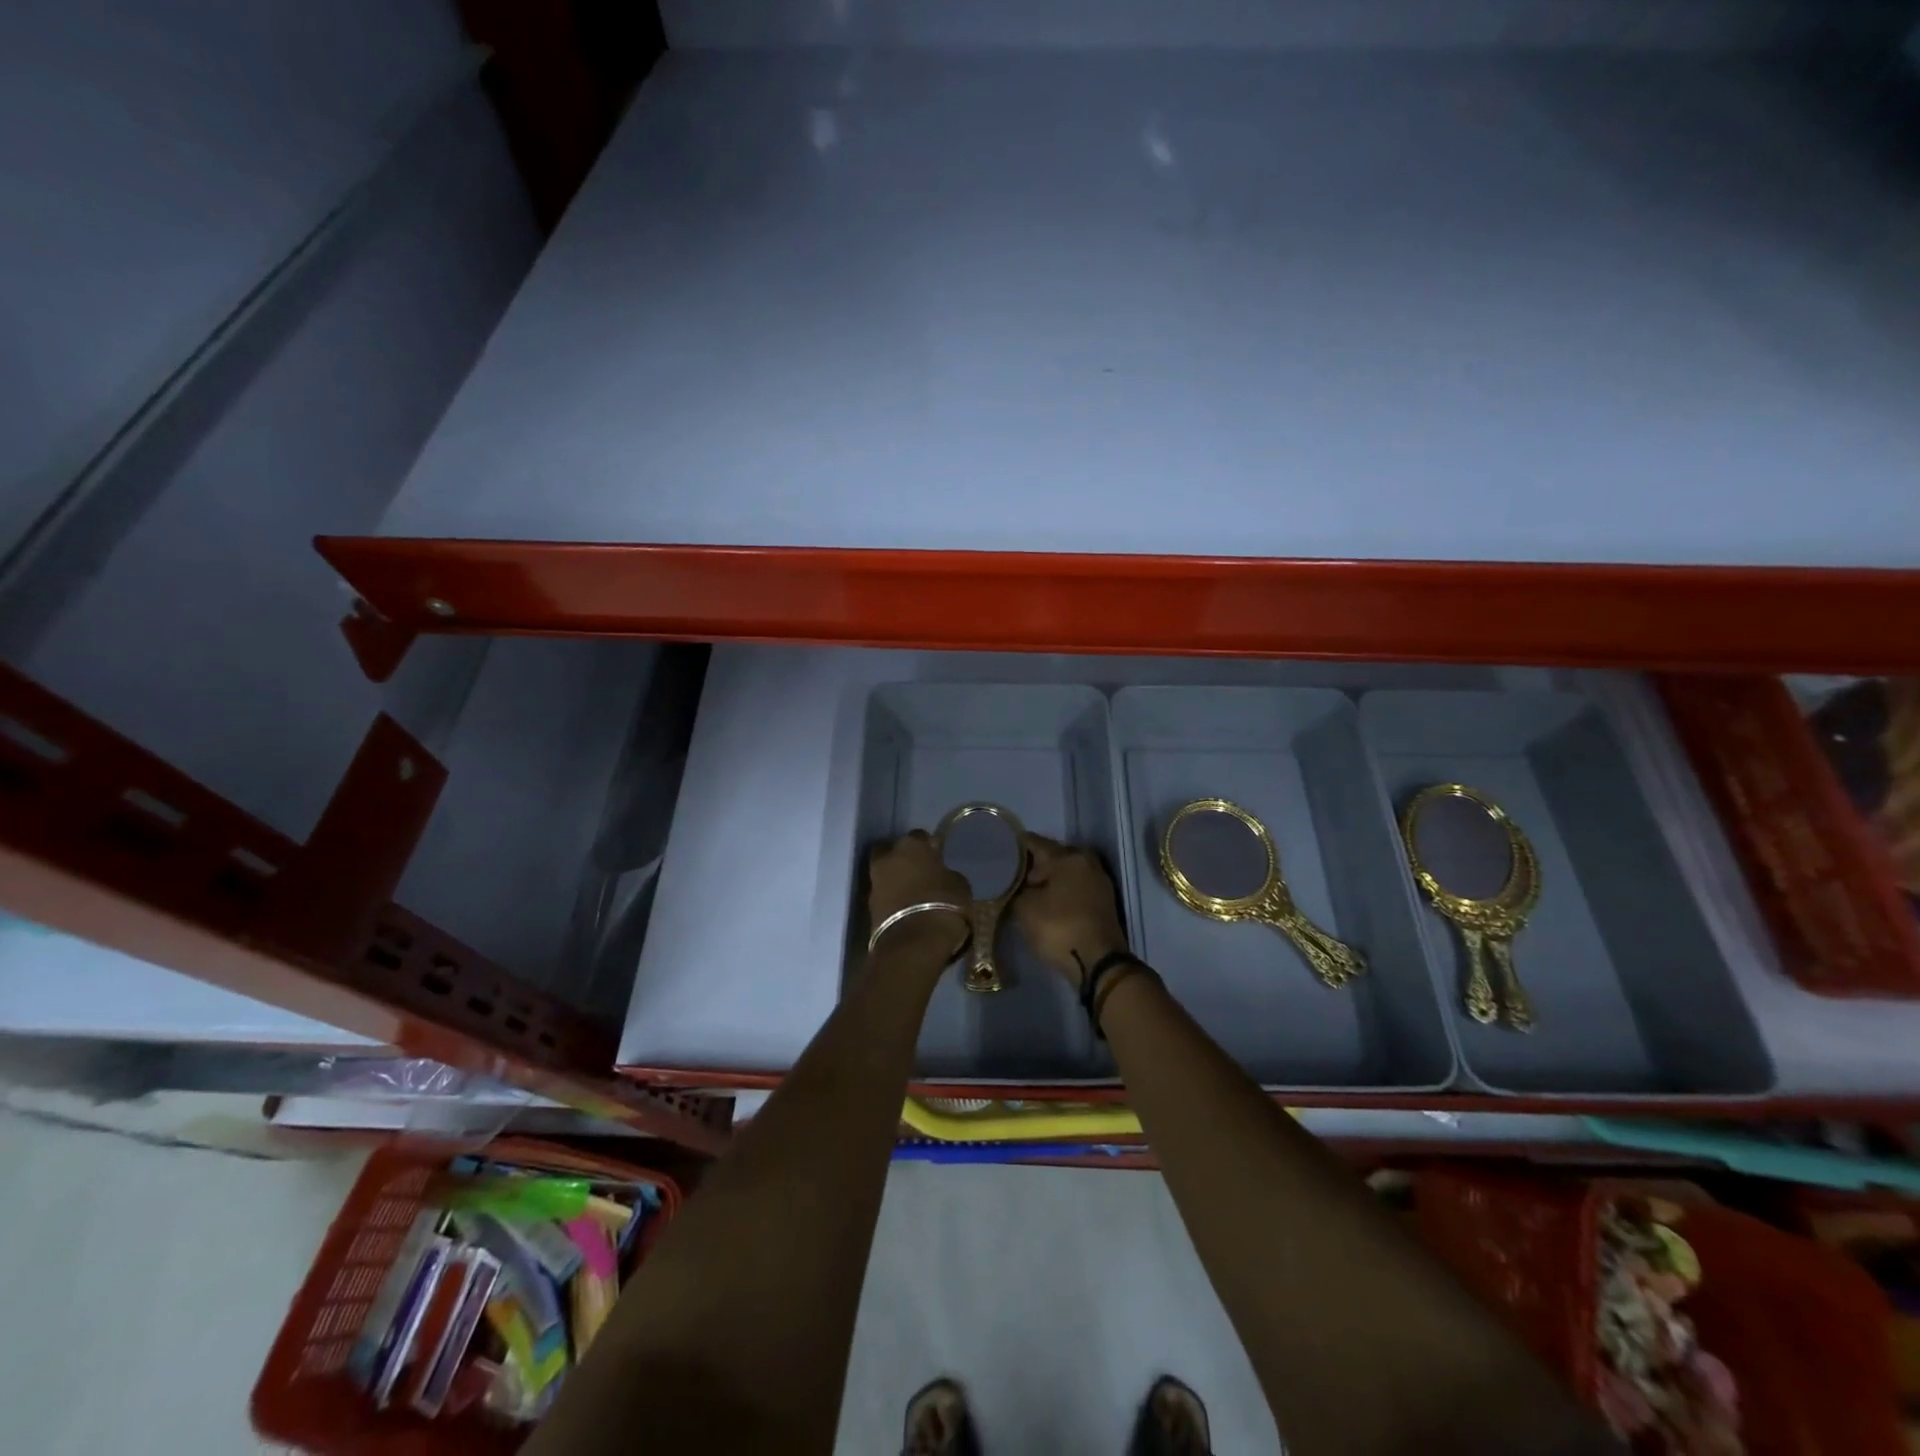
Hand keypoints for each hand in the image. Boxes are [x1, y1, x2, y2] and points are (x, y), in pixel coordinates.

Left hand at [867, 831, 969, 960]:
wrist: (913, 943)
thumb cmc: (943, 905)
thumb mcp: (959, 885)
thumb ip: (946, 873)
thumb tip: (941, 874)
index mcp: (911, 845)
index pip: (920, 836)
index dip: (929, 846)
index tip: (937, 857)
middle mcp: (888, 857)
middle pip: (892, 850)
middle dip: (903, 857)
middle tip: (919, 870)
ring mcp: (875, 881)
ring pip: (885, 872)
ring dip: (896, 879)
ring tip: (913, 892)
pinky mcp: (868, 906)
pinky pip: (883, 894)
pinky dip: (892, 897)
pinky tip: (905, 907)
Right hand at [1013, 834, 1129, 988]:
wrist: (1099, 963)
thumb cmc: (1059, 928)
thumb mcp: (1024, 908)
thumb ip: (1014, 889)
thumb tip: (1013, 885)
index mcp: (1067, 856)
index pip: (1033, 842)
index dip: (1013, 847)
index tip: (997, 852)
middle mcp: (1086, 862)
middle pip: (1052, 857)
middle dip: (1031, 865)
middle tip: (1008, 875)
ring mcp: (1099, 881)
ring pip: (1065, 873)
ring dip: (1047, 880)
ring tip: (1024, 890)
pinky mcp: (1103, 902)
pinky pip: (1075, 888)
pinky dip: (1060, 892)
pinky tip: (1045, 902)